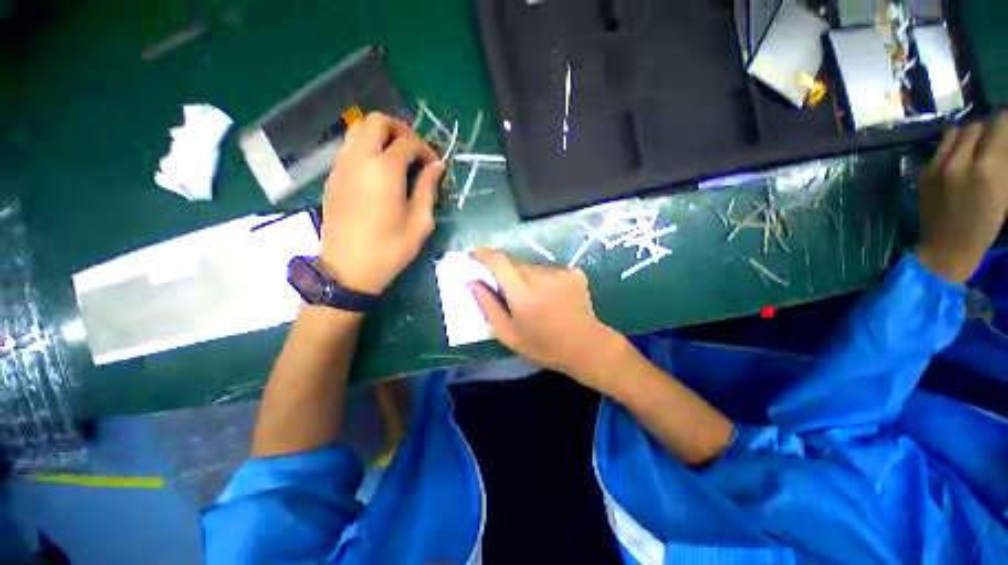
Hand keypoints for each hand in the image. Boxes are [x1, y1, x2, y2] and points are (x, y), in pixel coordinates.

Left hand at [319, 113, 446, 293]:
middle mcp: (359, 158)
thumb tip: (438, 165)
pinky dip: (367, 148)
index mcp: (384, 169)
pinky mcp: (332, 177)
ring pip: (358, 130)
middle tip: (415, 152)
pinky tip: (379, 171)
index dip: (427, 149)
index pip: (408, 142)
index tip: (436, 166)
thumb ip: (429, 188)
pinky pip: (349, 148)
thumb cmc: (391, 249)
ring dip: (381, 135)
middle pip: (377, 121)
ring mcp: (341, 166)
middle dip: (401, 129)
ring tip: (398, 158)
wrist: (349, 269)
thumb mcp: (421, 222)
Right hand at [468, 249, 628, 390]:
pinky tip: (552, 297)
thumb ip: (487, 305)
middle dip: (505, 272)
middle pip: (515, 263)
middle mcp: (541, 275)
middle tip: (506, 292)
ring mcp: (560, 272)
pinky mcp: (575, 273)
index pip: (498, 260)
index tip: (474, 256)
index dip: (483, 254)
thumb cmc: (543, 346)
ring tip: (533, 299)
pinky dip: (544, 280)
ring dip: (526, 277)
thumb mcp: (508, 333)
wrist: (586, 347)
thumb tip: (472, 282)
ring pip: (533, 267)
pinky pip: (550, 271)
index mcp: (522, 292)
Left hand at [917, 112, 1007, 282]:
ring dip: (969, 134)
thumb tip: (1004, 142)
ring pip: (955, 132)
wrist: (946, 248)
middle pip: (976, 125)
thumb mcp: (1006, 192)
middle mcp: (959, 161)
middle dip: (989, 127)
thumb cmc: (985, 226)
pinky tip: (960, 158)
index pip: (999, 125)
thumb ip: (1005, 162)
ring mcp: (937, 166)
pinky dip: (953, 146)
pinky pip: (940, 148)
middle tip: (996, 137)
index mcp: (987, 168)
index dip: (1007, 119)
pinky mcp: (923, 172)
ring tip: (978, 145)